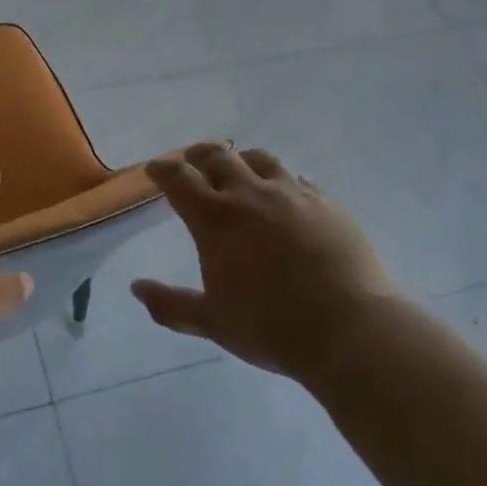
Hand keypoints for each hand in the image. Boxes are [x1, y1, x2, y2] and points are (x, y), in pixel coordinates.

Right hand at [132, 143, 401, 381]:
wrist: (350, 330)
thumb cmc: (271, 328)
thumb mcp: (212, 322)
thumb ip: (170, 304)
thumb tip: (136, 287)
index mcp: (215, 219)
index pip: (179, 179)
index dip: (163, 169)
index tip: (155, 169)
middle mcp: (250, 195)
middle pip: (217, 157)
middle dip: (197, 155)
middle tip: (191, 160)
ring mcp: (293, 194)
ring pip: (259, 159)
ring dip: (240, 159)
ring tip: (237, 167)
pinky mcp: (327, 202)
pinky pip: (298, 178)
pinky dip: (281, 180)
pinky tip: (285, 194)